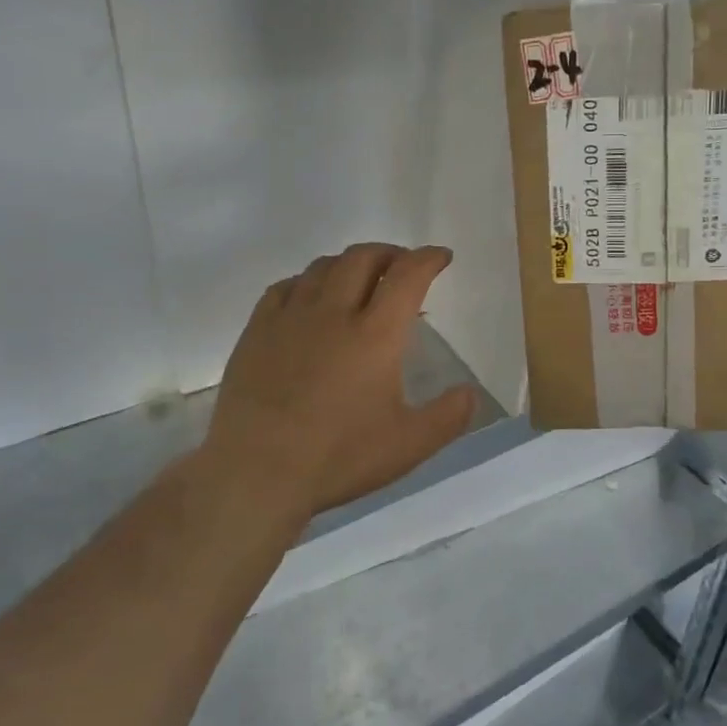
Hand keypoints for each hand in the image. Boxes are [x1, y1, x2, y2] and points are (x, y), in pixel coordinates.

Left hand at [202, 243, 477, 518]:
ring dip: (349, 263)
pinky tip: (310, 297)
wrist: (256, 472)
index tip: (441, 257)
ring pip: (322, 267)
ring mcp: (290, 318)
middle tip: (402, 265)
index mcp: (376, 335)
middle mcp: (333, 313)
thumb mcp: (409, 445)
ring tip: (360, 278)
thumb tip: (470, 393)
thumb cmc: (338, 457)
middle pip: (363, 258)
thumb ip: (448, 417)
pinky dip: (307, 281)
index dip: (428, 258)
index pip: (407, 275)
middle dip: (390, 253)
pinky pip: (284, 287)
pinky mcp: (257, 331)